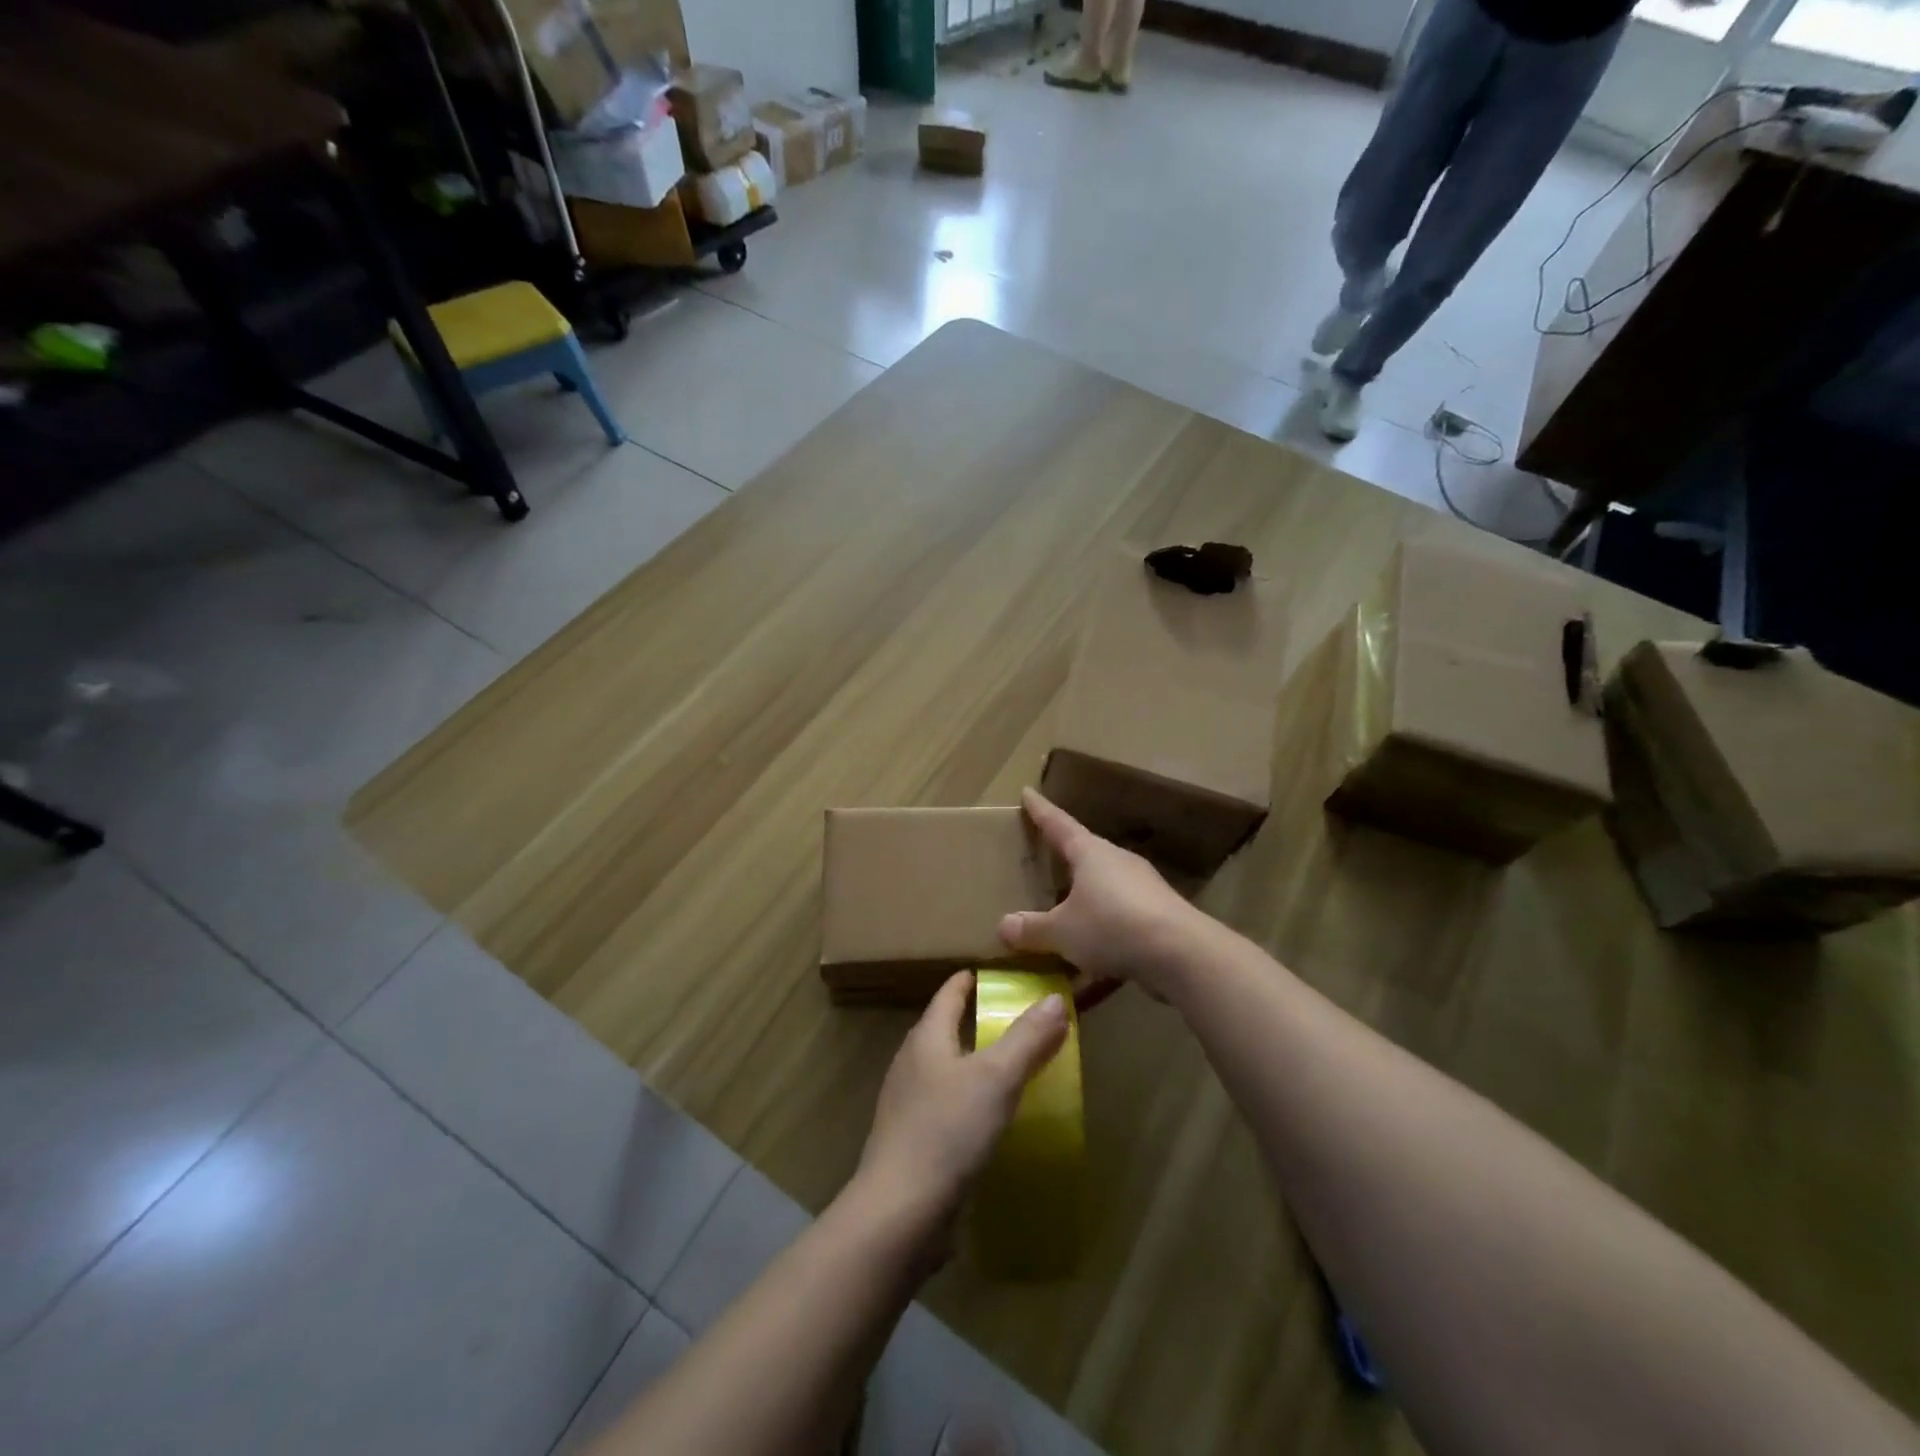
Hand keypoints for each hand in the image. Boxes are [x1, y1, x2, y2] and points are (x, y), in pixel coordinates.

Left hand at [852, 971, 1069, 1248]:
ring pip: (948, 1068)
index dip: (975, 979)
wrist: (899, 1213)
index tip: (1005, 975)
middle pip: (948, 1028)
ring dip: (978, 1063)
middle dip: (981, 1020)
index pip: (950, 992)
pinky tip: (994, 1118)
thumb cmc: (947, 1131)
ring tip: (1016, 1066)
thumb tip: (1054, 998)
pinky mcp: (914, 1141)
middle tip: (1024, 1020)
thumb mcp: (996, 1078)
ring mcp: (908, 1104)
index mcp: (926, 1037)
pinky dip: (972, 1100)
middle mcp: (912, 1063)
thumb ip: (1027, 1038)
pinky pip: (948, 1105)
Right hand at [999, 788, 1206, 1003]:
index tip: (1027, 792)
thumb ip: (1032, 929)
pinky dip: (1102, 925)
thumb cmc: (1112, 926)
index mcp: (1090, 853)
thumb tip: (1003, 926)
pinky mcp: (1158, 913)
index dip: (1040, 810)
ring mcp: (1142, 886)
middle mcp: (1117, 861)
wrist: (1182, 953)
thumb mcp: (1062, 931)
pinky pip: (1119, 914)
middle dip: (1064, 854)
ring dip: (1084, 894)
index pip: (1058, 823)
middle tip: (1043, 854)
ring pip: (1103, 884)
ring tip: (1064, 908)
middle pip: (1084, 851)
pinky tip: (1092, 952)